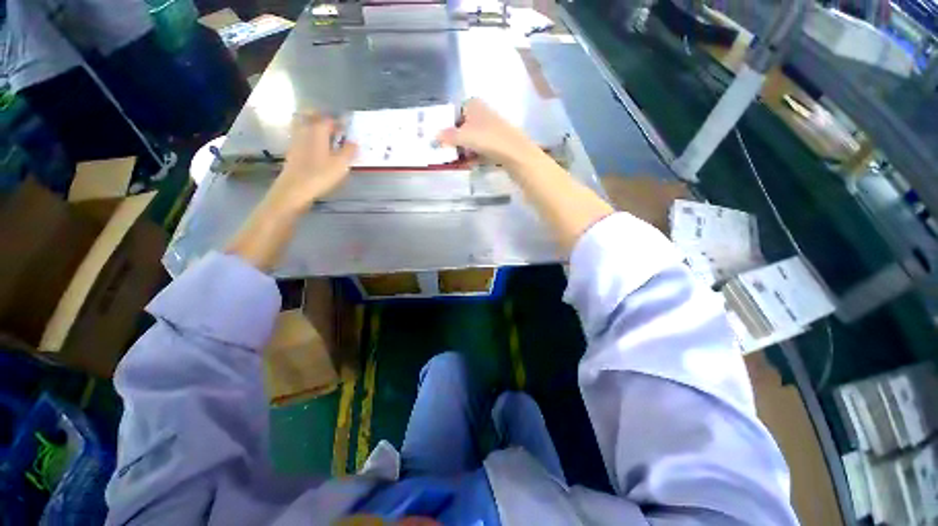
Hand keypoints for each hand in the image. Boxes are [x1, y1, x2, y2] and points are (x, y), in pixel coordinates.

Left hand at [226, 112, 355, 270]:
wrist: (293, 191)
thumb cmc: (319, 176)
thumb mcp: (340, 165)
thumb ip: (349, 151)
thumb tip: (354, 142)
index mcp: (317, 131)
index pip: (329, 119)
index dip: (340, 121)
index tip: (349, 125)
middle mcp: (304, 132)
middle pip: (311, 116)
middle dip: (323, 117)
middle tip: (335, 125)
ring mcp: (296, 142)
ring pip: (304, 126)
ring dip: (315, 127)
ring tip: (328, 136)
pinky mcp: (292, 153)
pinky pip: (302, 137)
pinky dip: (310, 138)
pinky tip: (318, 149)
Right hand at [436, 98, 541, 168]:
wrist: (517, 154)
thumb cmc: (488, 139)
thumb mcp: (464, 136)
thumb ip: (448, 136)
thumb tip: (433, 137)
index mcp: (475, 105)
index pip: (456, 111)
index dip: (448, 123)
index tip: (440, 136)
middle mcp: (483, 114)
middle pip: (464, 126)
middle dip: (455, 139)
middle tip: (445, 151)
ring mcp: (492, 130)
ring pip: (473, 139)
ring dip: (463, 150)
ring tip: (455, 160)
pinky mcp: (498, 143)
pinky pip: (481, 149)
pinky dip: (474, 155)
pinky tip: (468, 164)